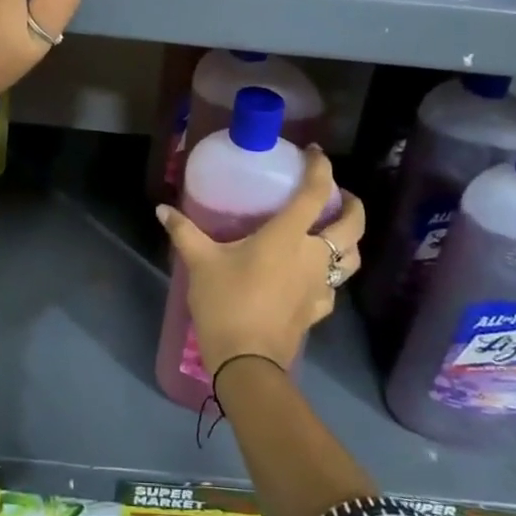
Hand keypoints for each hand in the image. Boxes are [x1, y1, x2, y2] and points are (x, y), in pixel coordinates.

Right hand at [156, 148, 364, 377]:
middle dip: (353, 204)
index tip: (314, 152)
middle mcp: (313, 256)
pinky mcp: (319, 310)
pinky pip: (334, 285)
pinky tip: (313, 273)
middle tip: (338, 194)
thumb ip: (184, 232)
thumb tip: (162, 209)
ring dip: (350, 240)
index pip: (315, 193)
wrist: (247, 362)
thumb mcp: (200, 263)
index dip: (320, 167)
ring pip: (352, 257)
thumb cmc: (226, 303)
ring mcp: (321, 285)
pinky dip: (331, 273)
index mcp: (288, 236)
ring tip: (334, 231)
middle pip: (352, 225)